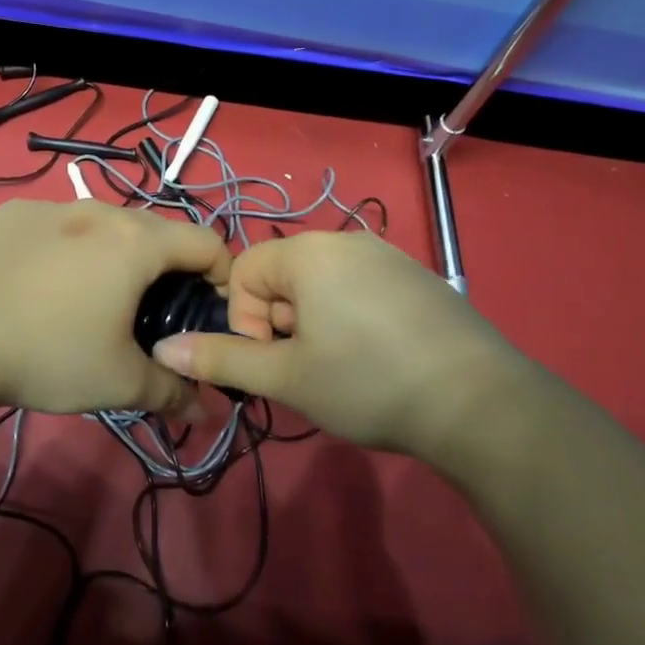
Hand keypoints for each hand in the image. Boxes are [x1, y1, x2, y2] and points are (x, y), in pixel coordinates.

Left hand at [0, 199, 230, 416]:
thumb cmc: (48, 354)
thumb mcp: (119, 382)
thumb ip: (173, 392)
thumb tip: (207, 408)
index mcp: (136, 241)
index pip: (206, 241)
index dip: (220, 276)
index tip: (206, 312)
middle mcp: (98, 210)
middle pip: (154, 232)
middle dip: (164, 269)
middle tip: (148, 315)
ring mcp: (50, 205)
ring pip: (102, 225)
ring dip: (113, 255)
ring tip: (91, 299)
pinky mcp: (10, 214)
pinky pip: (56, 225)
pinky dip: (65, 248)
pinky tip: (39, 285)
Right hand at [150, 232, 538, 464]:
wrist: (480, 404)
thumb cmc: (368, 383)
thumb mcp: (287, 377)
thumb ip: (222, 358)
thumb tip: (164, 348)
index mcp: (308, 252)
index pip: (243, 271)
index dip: (245, 320)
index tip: (274, 361)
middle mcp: (345, 240)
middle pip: (283, 276)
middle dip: (282, 324)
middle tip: (310, 369)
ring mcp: (388, 256)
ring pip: (322, 286)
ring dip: (315, 324)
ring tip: (344, 368)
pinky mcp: (418, 278)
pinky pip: (360, 289)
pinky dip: (352, 319)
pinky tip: (379, 359)